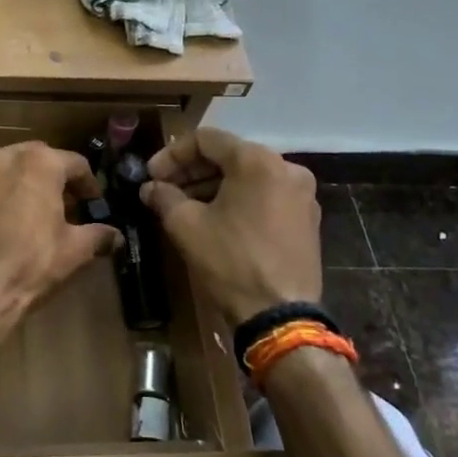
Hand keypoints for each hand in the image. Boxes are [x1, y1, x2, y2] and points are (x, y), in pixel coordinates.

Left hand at [0, 142, 118, 340]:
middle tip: (66, 206)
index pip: (76, 164)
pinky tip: (4, 227)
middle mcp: (5, 159)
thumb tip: (116, 237)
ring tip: (35, 215)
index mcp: (39, 163)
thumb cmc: (32, 263)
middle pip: (40, 160)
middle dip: (55, 179)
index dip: (90, 185)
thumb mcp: (75, 250)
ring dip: (25, 186)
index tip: (94, 205)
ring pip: (8, 172)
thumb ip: (99, 236)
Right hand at [140, 129, 321, 323]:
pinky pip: (265, 195)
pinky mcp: (307, 219)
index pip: (206, 140)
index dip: (172, 155)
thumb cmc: (230, 262)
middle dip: (192, 171)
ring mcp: (302, 194)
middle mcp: (286, 168)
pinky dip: (238, 200)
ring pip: (248, 176)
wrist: (280, 316)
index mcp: (257, 161)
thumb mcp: (186, 226)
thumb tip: (150, 188)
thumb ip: (164, 197)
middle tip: (163, 189)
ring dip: (213, 185)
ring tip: (184, 206)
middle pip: (229, 155)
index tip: (151, 175)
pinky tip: (215, 219)